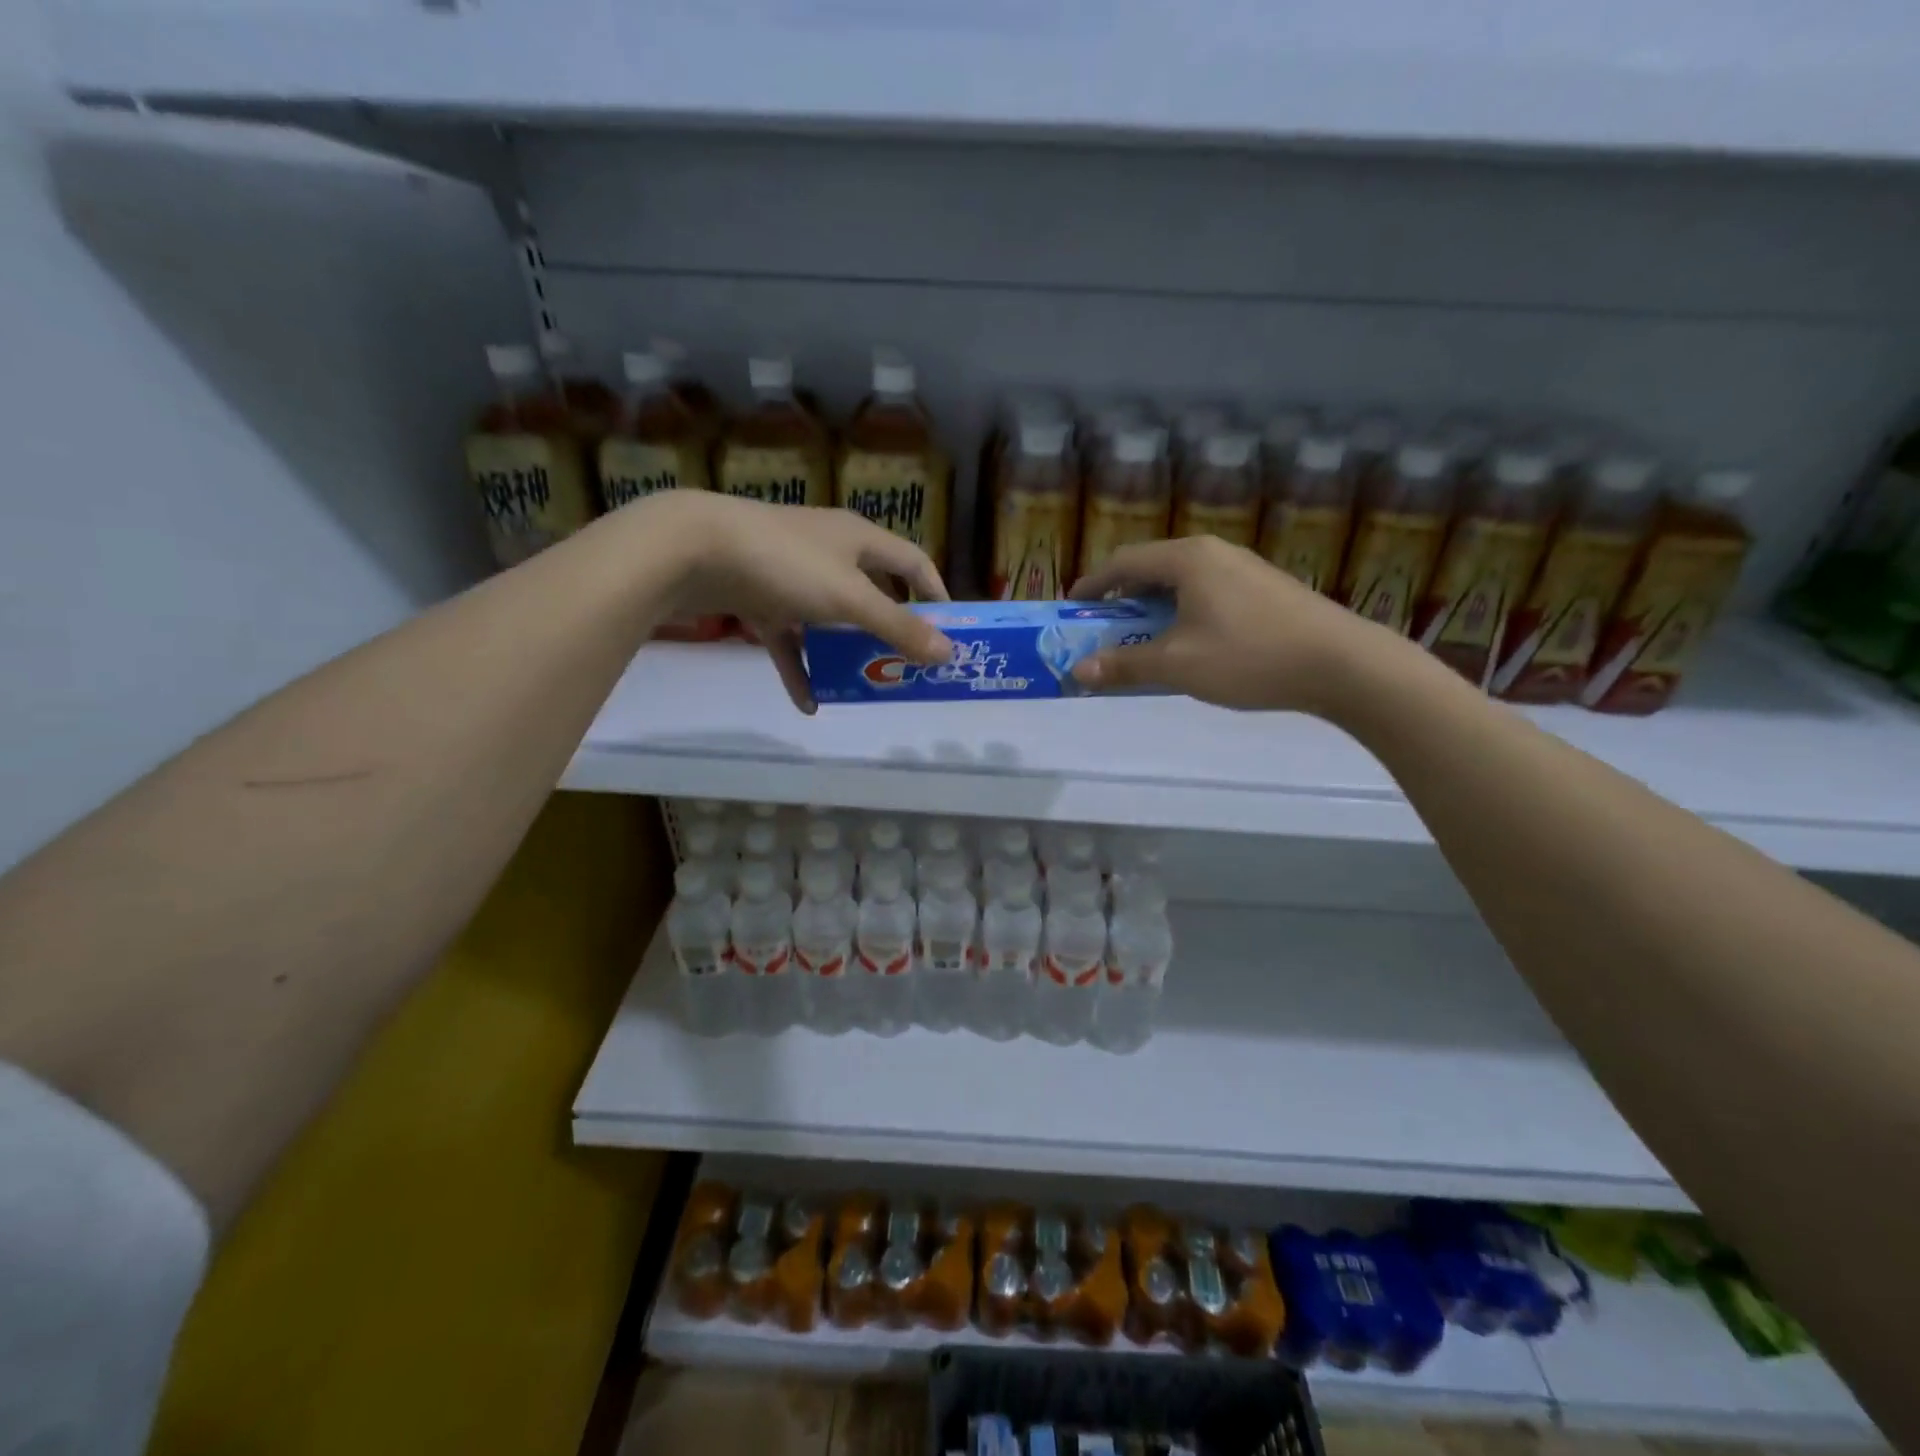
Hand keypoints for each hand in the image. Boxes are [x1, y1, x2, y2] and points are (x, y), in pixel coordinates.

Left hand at [652, 493, 953, 712]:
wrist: (693, 550)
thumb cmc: (786, 564)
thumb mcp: (850, 599)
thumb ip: (898, 627)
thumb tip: (947, 653)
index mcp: (859, 540)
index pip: (913, 562)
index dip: (935, 594)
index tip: (949, 631)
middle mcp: (830, 552)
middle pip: (873, 591)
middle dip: (890, 628)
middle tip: (907, 664)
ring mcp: (792, 575)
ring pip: (830, 619)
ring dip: (845, 652)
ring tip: (863, 685)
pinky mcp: (760, 597)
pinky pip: (789, 638)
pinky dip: (800, 666)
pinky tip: (808, 702)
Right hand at [1068, 535, 1389, 712]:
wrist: (1342, 664)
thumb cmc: (1249, 657)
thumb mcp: (1177, 665)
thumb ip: (1124, 665)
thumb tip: (1077, 671)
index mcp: (1187, 559)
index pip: (1123, 562)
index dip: (1093, 585)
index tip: (1072, 608)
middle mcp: (1214, 553)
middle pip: (1152, 568)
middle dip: (1122, 598)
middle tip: (1104, 628)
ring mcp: (1244, 569)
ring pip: (1182, 582)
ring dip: (1154, 608)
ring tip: (1143, 638)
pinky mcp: (1265, 589)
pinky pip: (1207, 593)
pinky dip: (1183, 613)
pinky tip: (1190, 643)